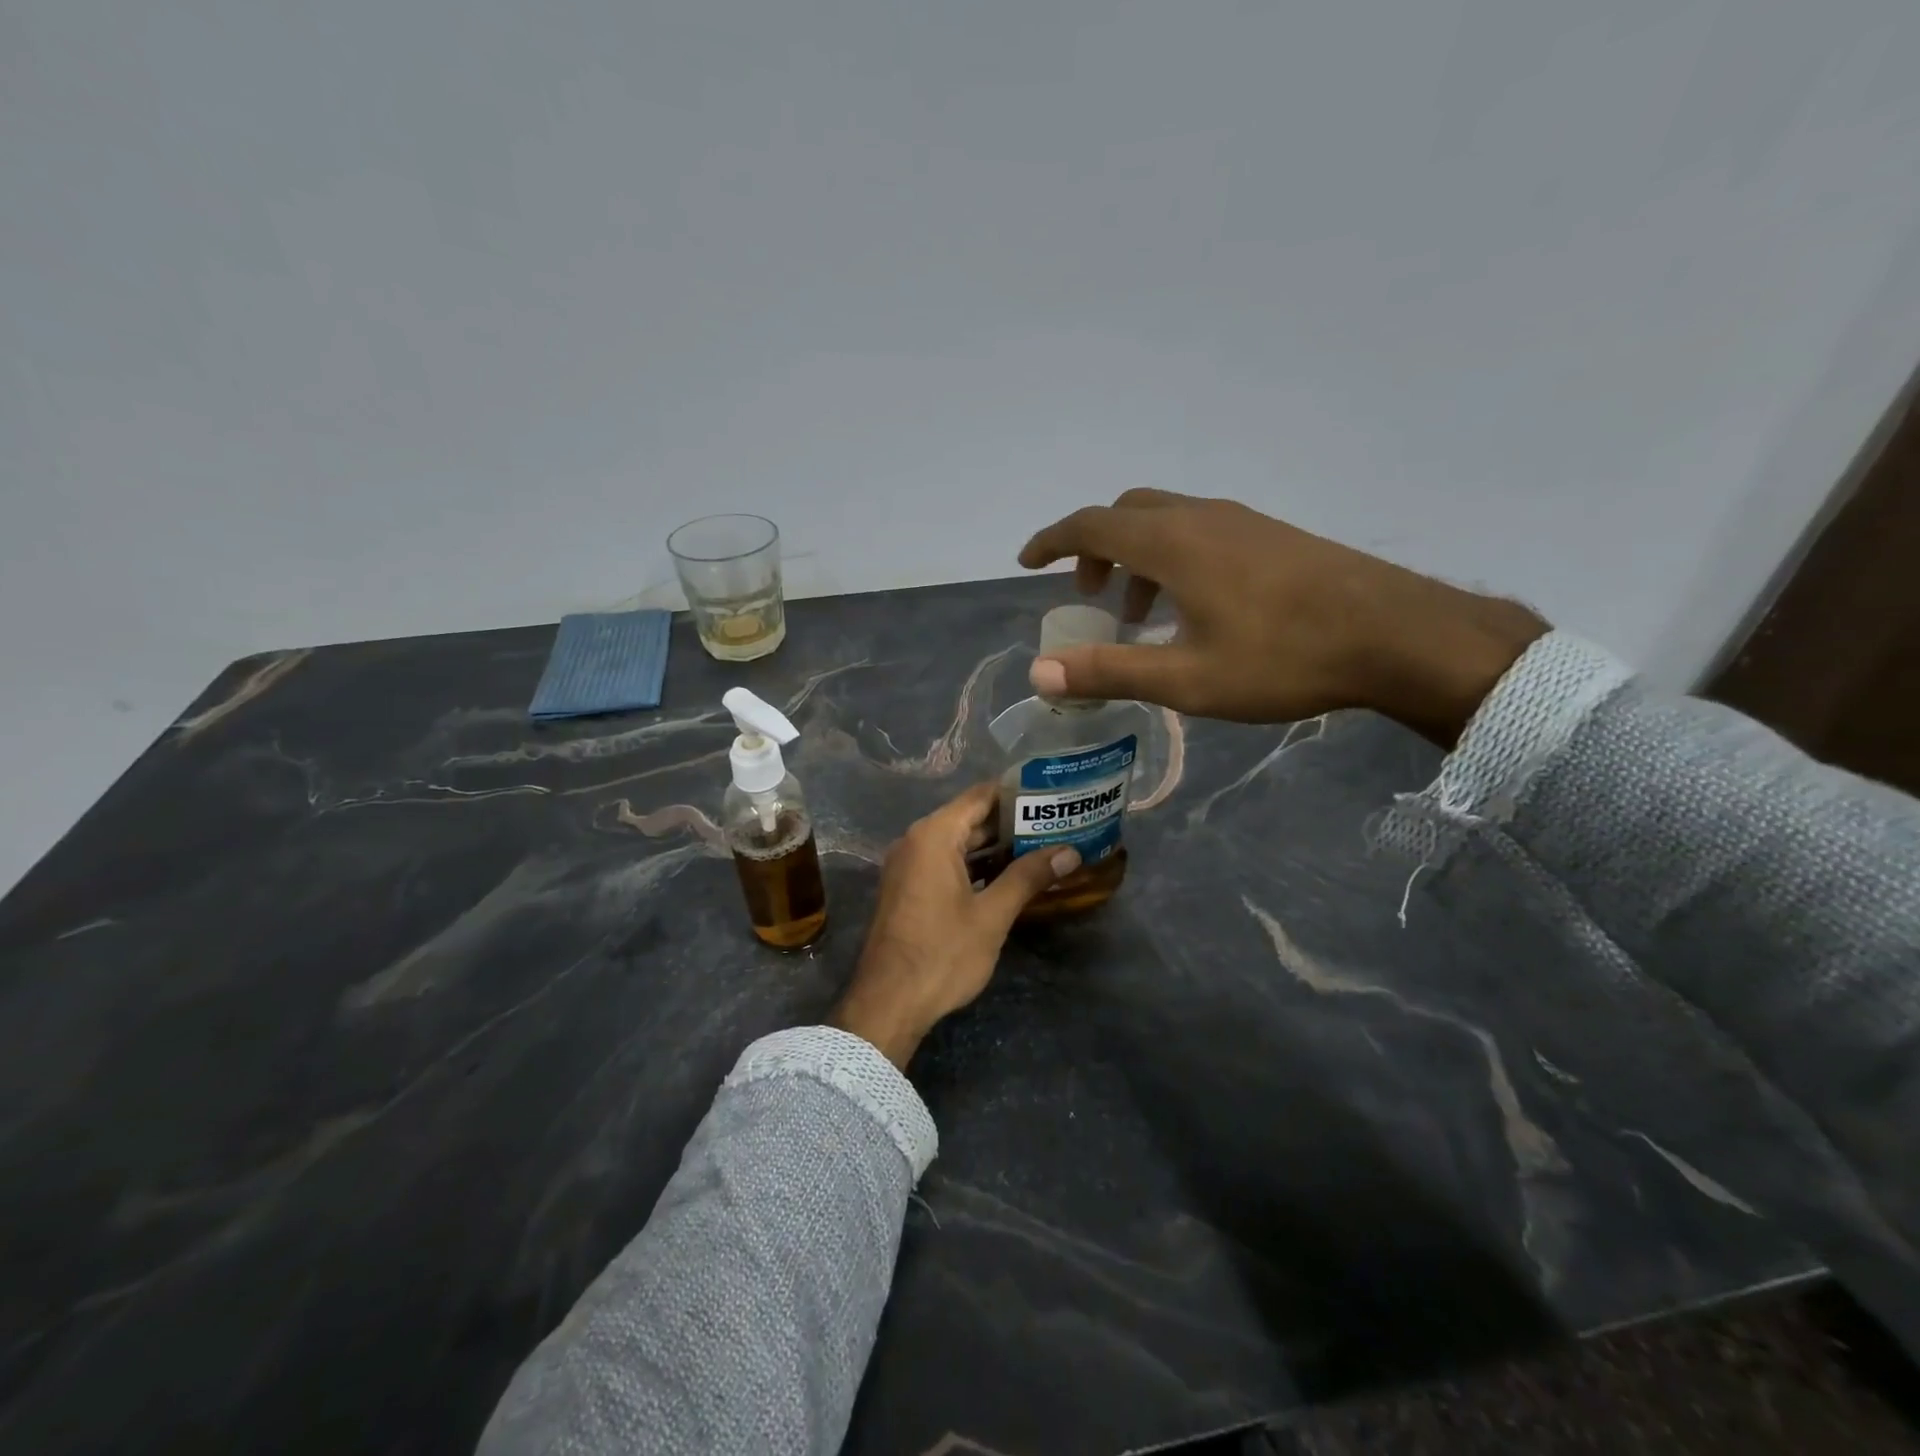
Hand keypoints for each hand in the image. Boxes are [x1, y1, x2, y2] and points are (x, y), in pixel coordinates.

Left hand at [829, 783, 1078, 1068]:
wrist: (888, 1003)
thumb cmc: (942, 953)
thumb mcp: (992, 915)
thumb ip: (1028, 877)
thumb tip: (1069, 852)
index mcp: (934, 835)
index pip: (981, 796)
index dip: (1018, 794)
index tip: (1052, 796)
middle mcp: (916, 840)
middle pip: (970, 818)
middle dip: (1012, 823)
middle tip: (1056, 824)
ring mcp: (908, 865)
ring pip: (959, 842)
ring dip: (996, 846)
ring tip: (1042, 847)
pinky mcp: (908, 888)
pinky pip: (946, 862)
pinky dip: (975, 865)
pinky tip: (1008, 876)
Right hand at [1019, 489, 1548, 745]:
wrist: (1396, 634)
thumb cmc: (1282, 658)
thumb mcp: (1185, 678)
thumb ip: (1108, 671)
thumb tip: (1039, 675)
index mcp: (1172, 543)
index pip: (1091, 525)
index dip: (1052, 541)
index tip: (1026, 562)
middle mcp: (1201, 517)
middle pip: (1126, 514)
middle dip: (1094, 549)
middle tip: (1090, 597)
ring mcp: (1241, 521)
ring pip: (1166, 520)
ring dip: (1136, 557)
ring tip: (1139, 614)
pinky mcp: (1271, 535)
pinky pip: (1199, 531)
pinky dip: (1171, 558)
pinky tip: (1193, 607)